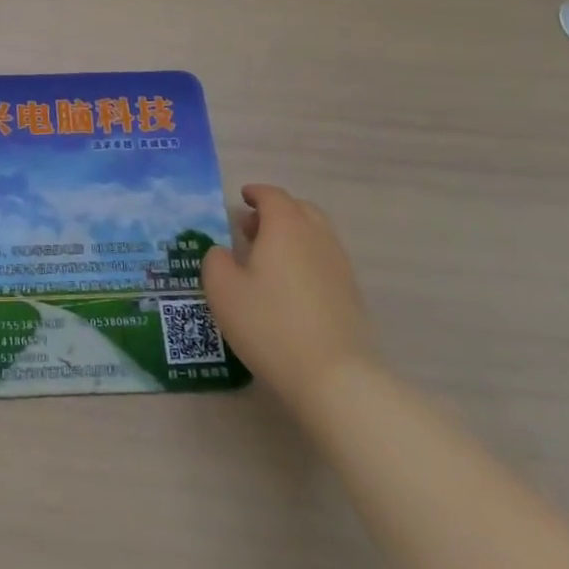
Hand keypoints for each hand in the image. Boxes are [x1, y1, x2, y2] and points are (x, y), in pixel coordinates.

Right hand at [201, 185, 375, 418]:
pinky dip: (307, 259)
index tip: (242, 198)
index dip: (256, 193)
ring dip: (294, 235)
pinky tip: (290, 286)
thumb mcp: (223, 290)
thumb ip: (216, 261)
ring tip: (270, 258)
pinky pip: (326, 260)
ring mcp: (340, 266)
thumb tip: (223, 253)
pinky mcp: (352, 295)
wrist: (334, 376)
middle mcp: (317, 238)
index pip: (273, 196)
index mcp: (285, 227)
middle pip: (300, 210)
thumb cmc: (269, 324)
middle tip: (252, 228)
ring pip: (317, 235)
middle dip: (276, 211)